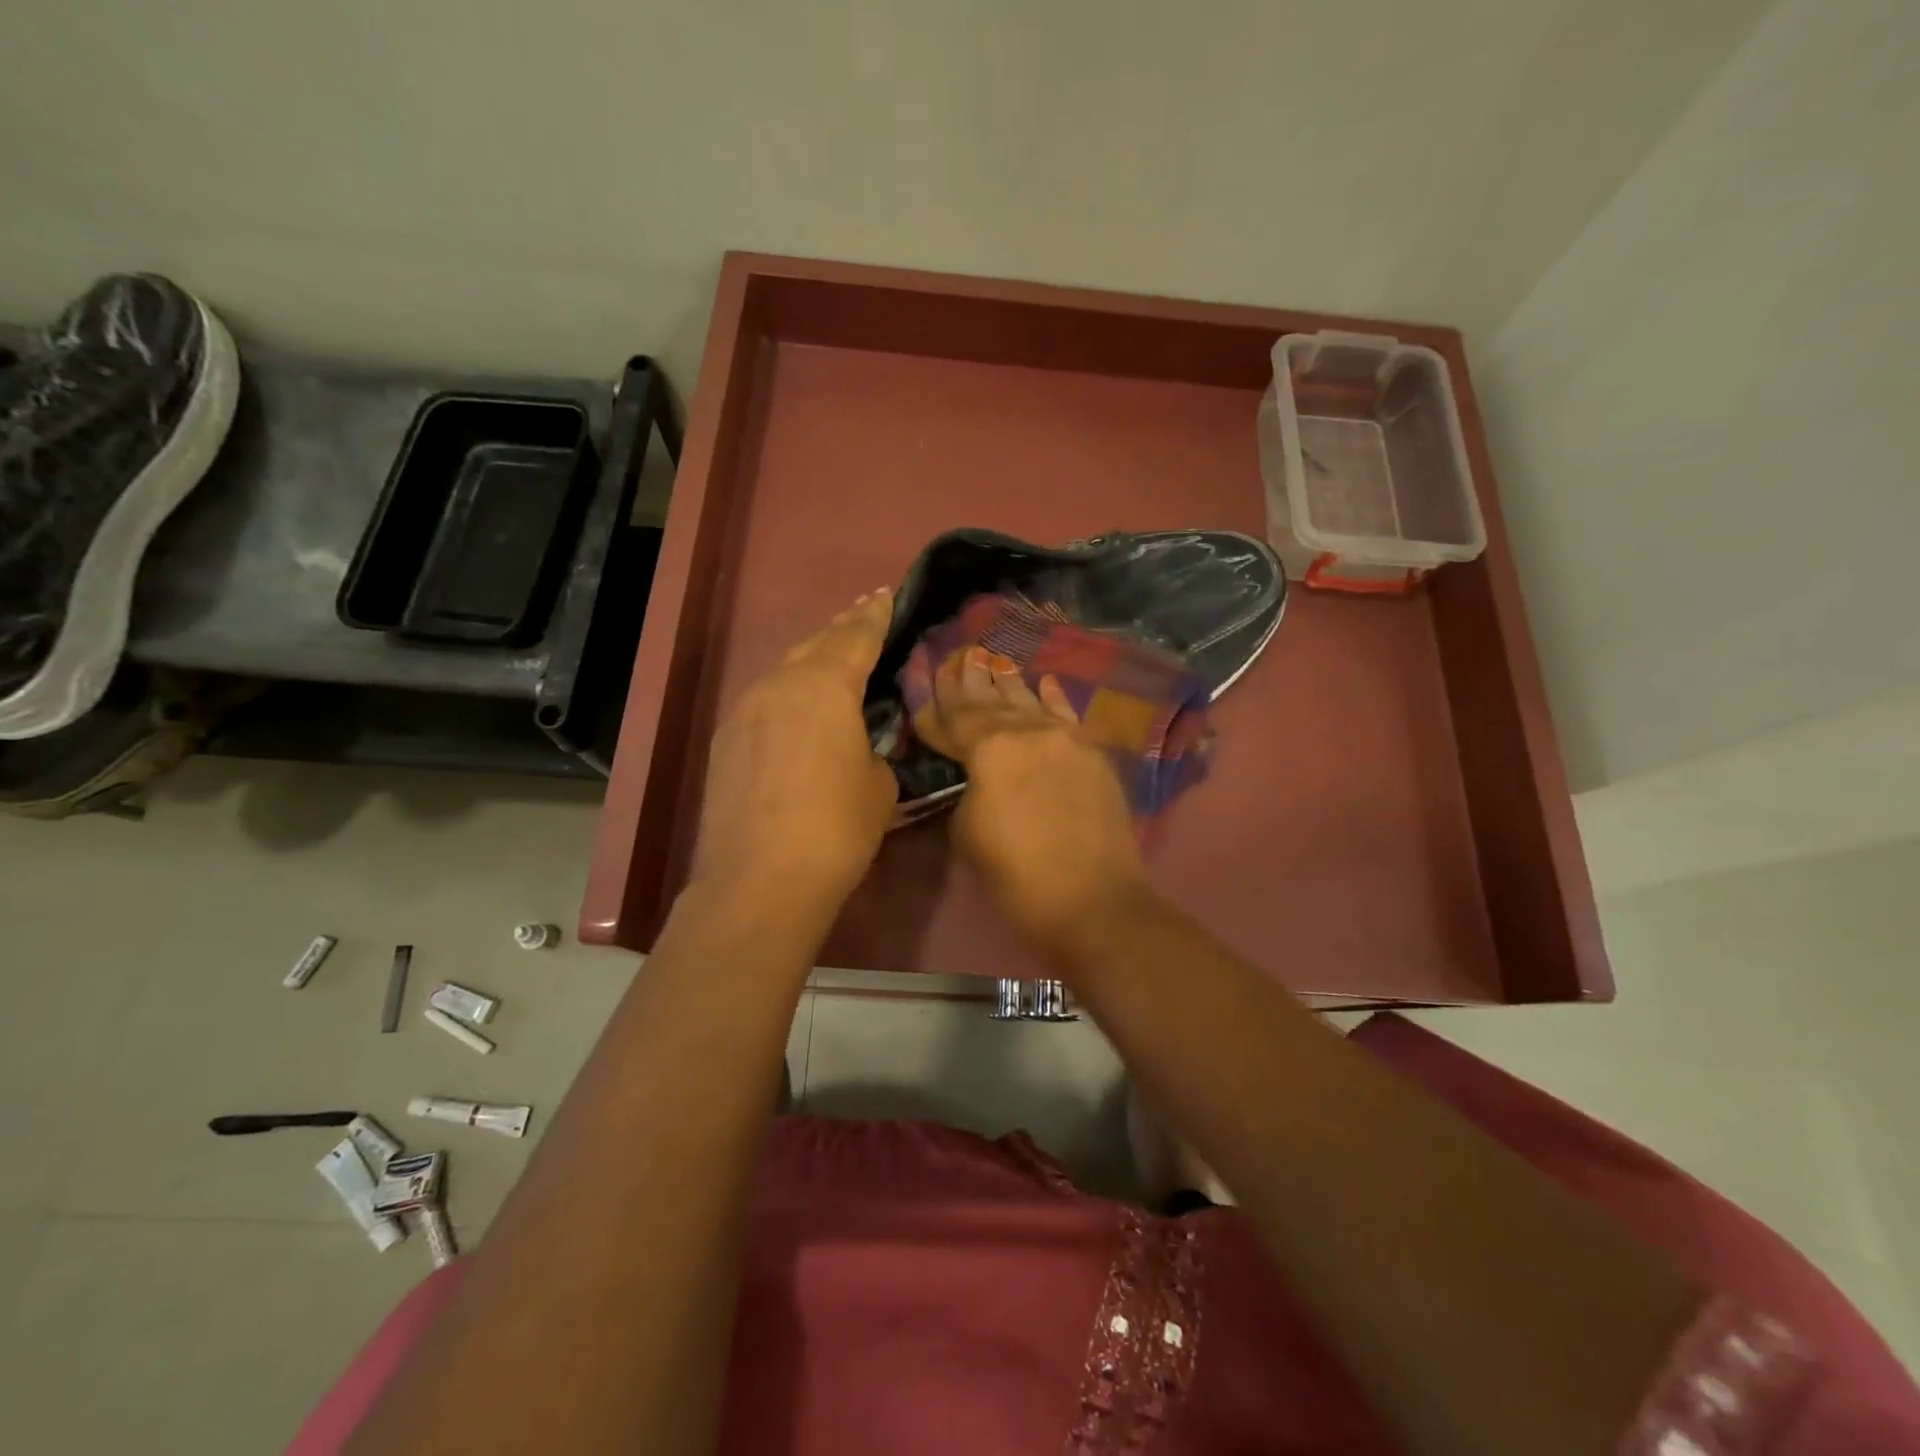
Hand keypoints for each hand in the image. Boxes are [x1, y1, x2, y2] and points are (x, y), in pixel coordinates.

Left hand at [690, 590, 897, 926]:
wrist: (760, 880)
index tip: (885, 594)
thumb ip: (875, 748)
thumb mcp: (879, 784)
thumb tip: (861, 744)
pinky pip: (764, 702)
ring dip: (812, 661)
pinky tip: (795, 709)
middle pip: (816, 644)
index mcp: (825, 686)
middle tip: (863, 613)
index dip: (875, 616)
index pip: (856, 637)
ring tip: (832, 657)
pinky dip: (787, 695)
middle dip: (843, 628)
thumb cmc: (836, 828)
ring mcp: (745, 711)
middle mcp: (779, 685)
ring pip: (785, 671)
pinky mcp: (725, 741)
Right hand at [916, 646, 1148, 958]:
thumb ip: (967, 788)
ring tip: (993, 659)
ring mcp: (1066, 738)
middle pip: (991, 701)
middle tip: (959, 656)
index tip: (924, 682)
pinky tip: (1045, 681)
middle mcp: (1028, 730)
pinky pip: (1067, 716)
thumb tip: (974, 774)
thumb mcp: (968, 832)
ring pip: (1029, 702)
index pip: (954, 718)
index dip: (935, 703)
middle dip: (971, 681)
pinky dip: (1053, 698)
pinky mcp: (1093, 754)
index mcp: (990, 747)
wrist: (1093, 901)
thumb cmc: (1016, 876)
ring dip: (1008, 683)